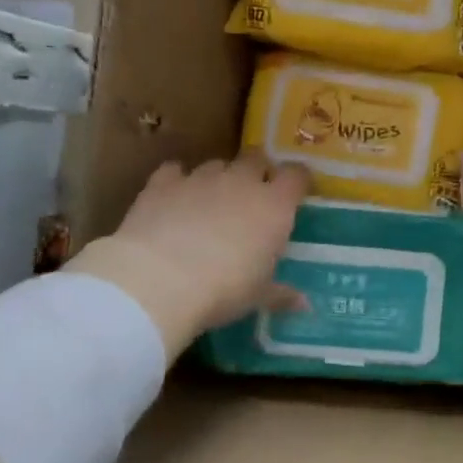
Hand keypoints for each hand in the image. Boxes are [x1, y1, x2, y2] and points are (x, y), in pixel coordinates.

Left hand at [69, 153, 308, 357]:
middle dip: (258, 171)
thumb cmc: (224, 289)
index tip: (296, 192)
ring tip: (212, 201)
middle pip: (256, 159)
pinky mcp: (162, 184)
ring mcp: (200, 179)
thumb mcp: (258, 296)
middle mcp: (241, 182)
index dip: (297, 180)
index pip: (296, 176)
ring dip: (219, 177)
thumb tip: (304, 304)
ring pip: (217, 164)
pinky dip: (177, 180)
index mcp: (274, 206)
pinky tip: (174, 198)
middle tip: (254, 195)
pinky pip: (174, 171)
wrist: (159, 281)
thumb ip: (281, 293)